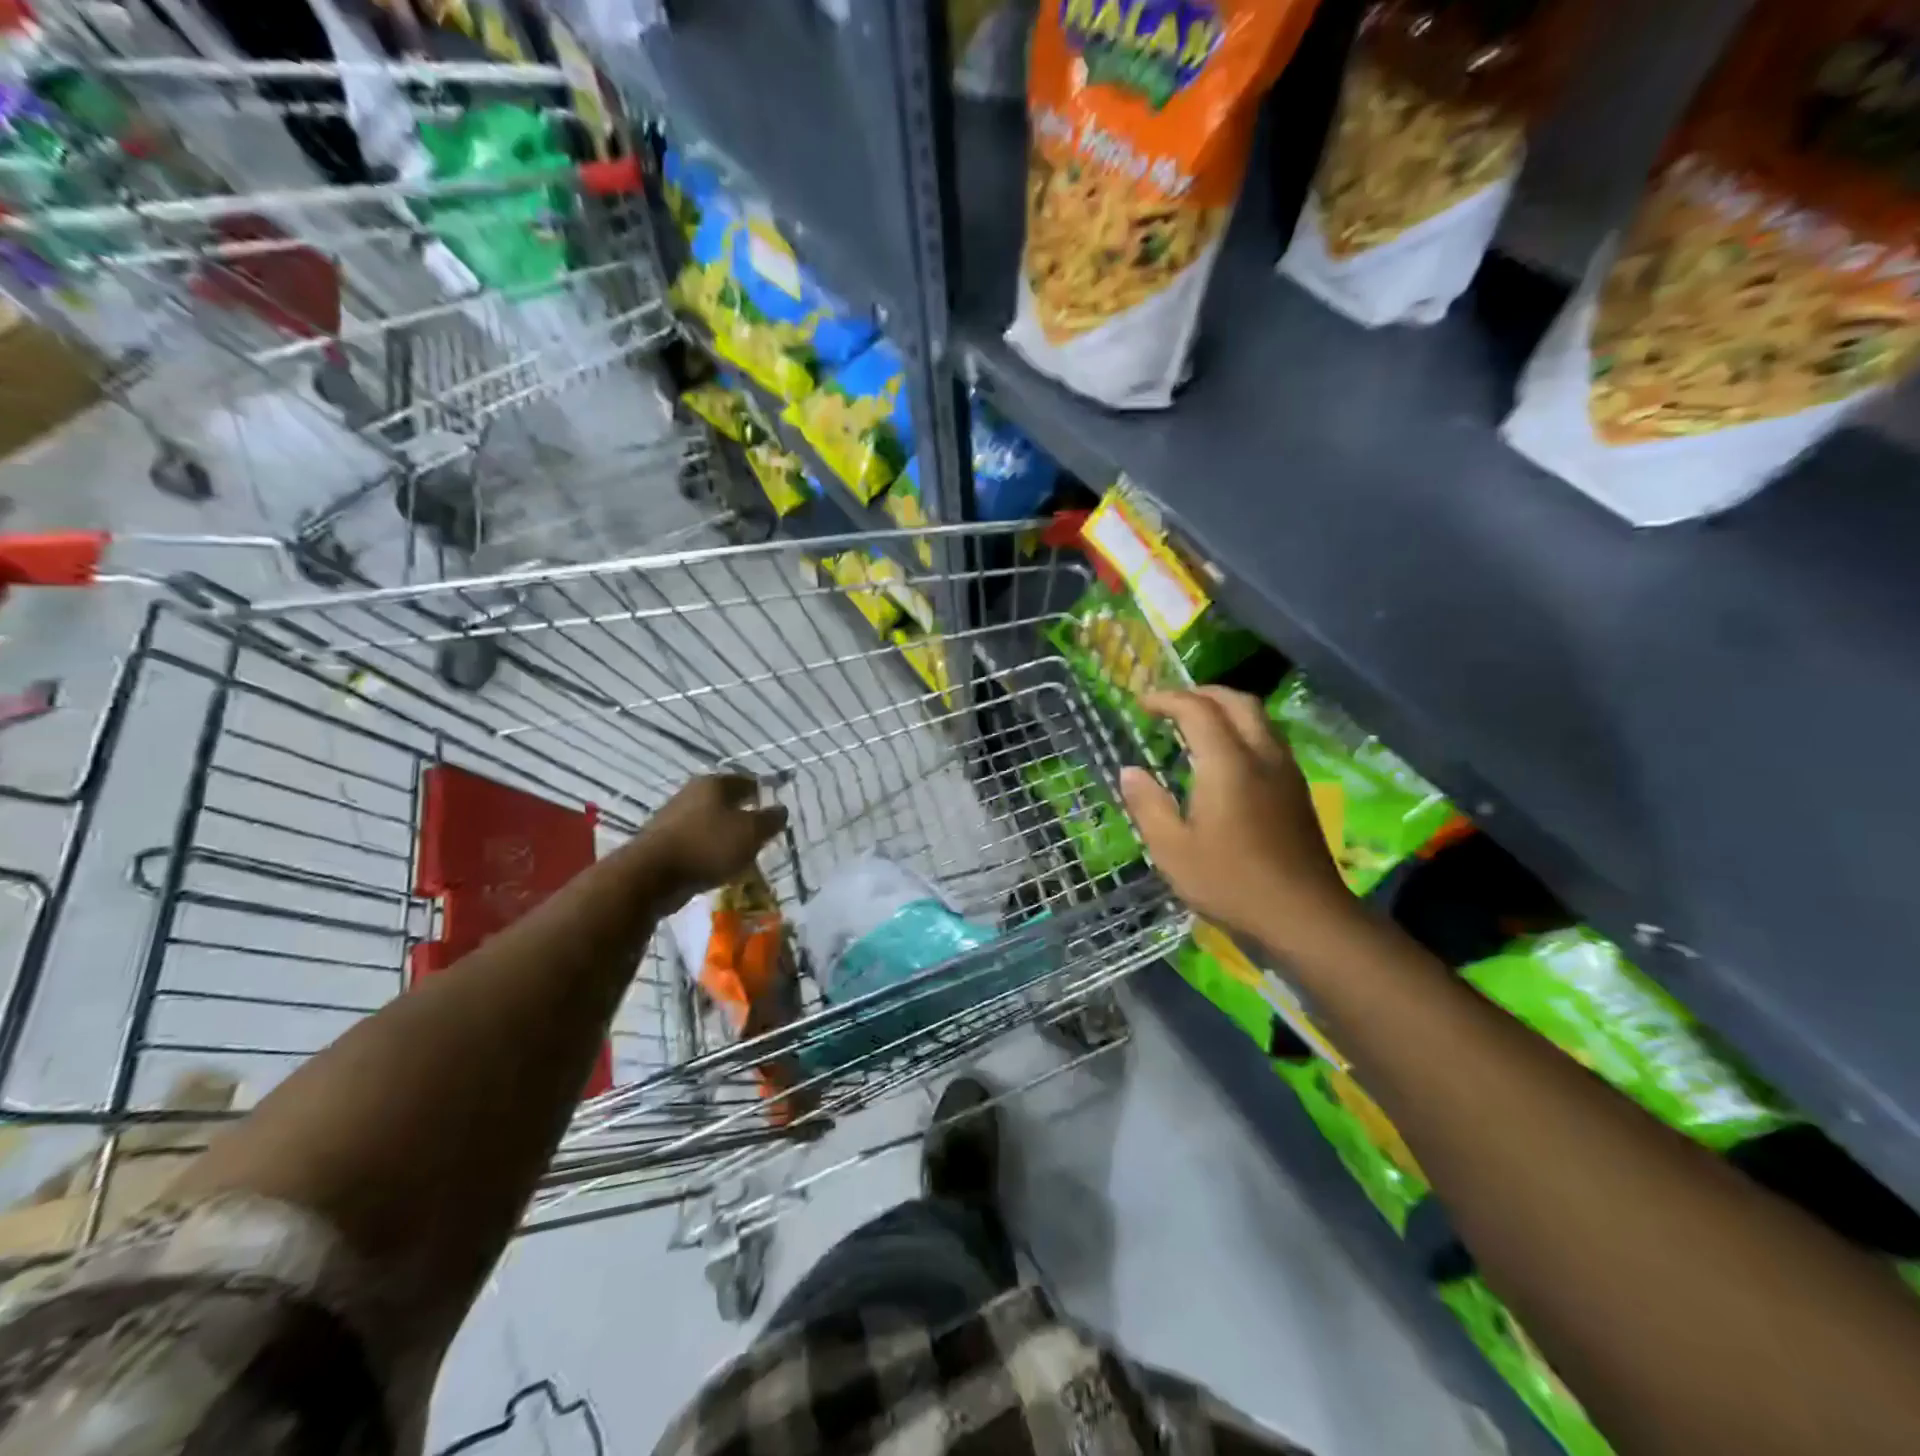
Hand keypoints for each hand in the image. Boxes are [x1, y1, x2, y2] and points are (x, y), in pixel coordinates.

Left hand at [631, 774, 789, 907]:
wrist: (651, 875)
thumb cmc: (708, 845)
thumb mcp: (751, 832)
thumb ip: (770, 820)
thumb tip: (781, 810)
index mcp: (714, 783)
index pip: (746, 781)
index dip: (763, 794)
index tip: (774, 811)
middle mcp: (691, 793)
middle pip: (725, 801)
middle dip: (743, 815)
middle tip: (760, 834)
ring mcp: (673, 817)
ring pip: (709, 822)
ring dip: (724, 835)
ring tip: (740, 853)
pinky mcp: (662, 841)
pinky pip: (695, 842)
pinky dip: (708, 850)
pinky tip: (716, 865)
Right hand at [1120, 688, 1358, 954]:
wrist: (1305, 917)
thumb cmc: (1231, 883)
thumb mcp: (1173, 850)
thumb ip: (1148, 805)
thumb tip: (1129, 771)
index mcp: (1227, 763)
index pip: (1197, 709)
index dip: (1166, 699)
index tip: (1141, 704)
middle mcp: (1261, 755)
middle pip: (1236, 701)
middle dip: (1201, 693)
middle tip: (1170, 704)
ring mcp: (1286, 772)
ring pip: (1259, 718)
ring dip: (1225, 708)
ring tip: (1196, 724)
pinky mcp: (1297, 791)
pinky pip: (1269, 739)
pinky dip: (1242, 729)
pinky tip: (1226, 758)